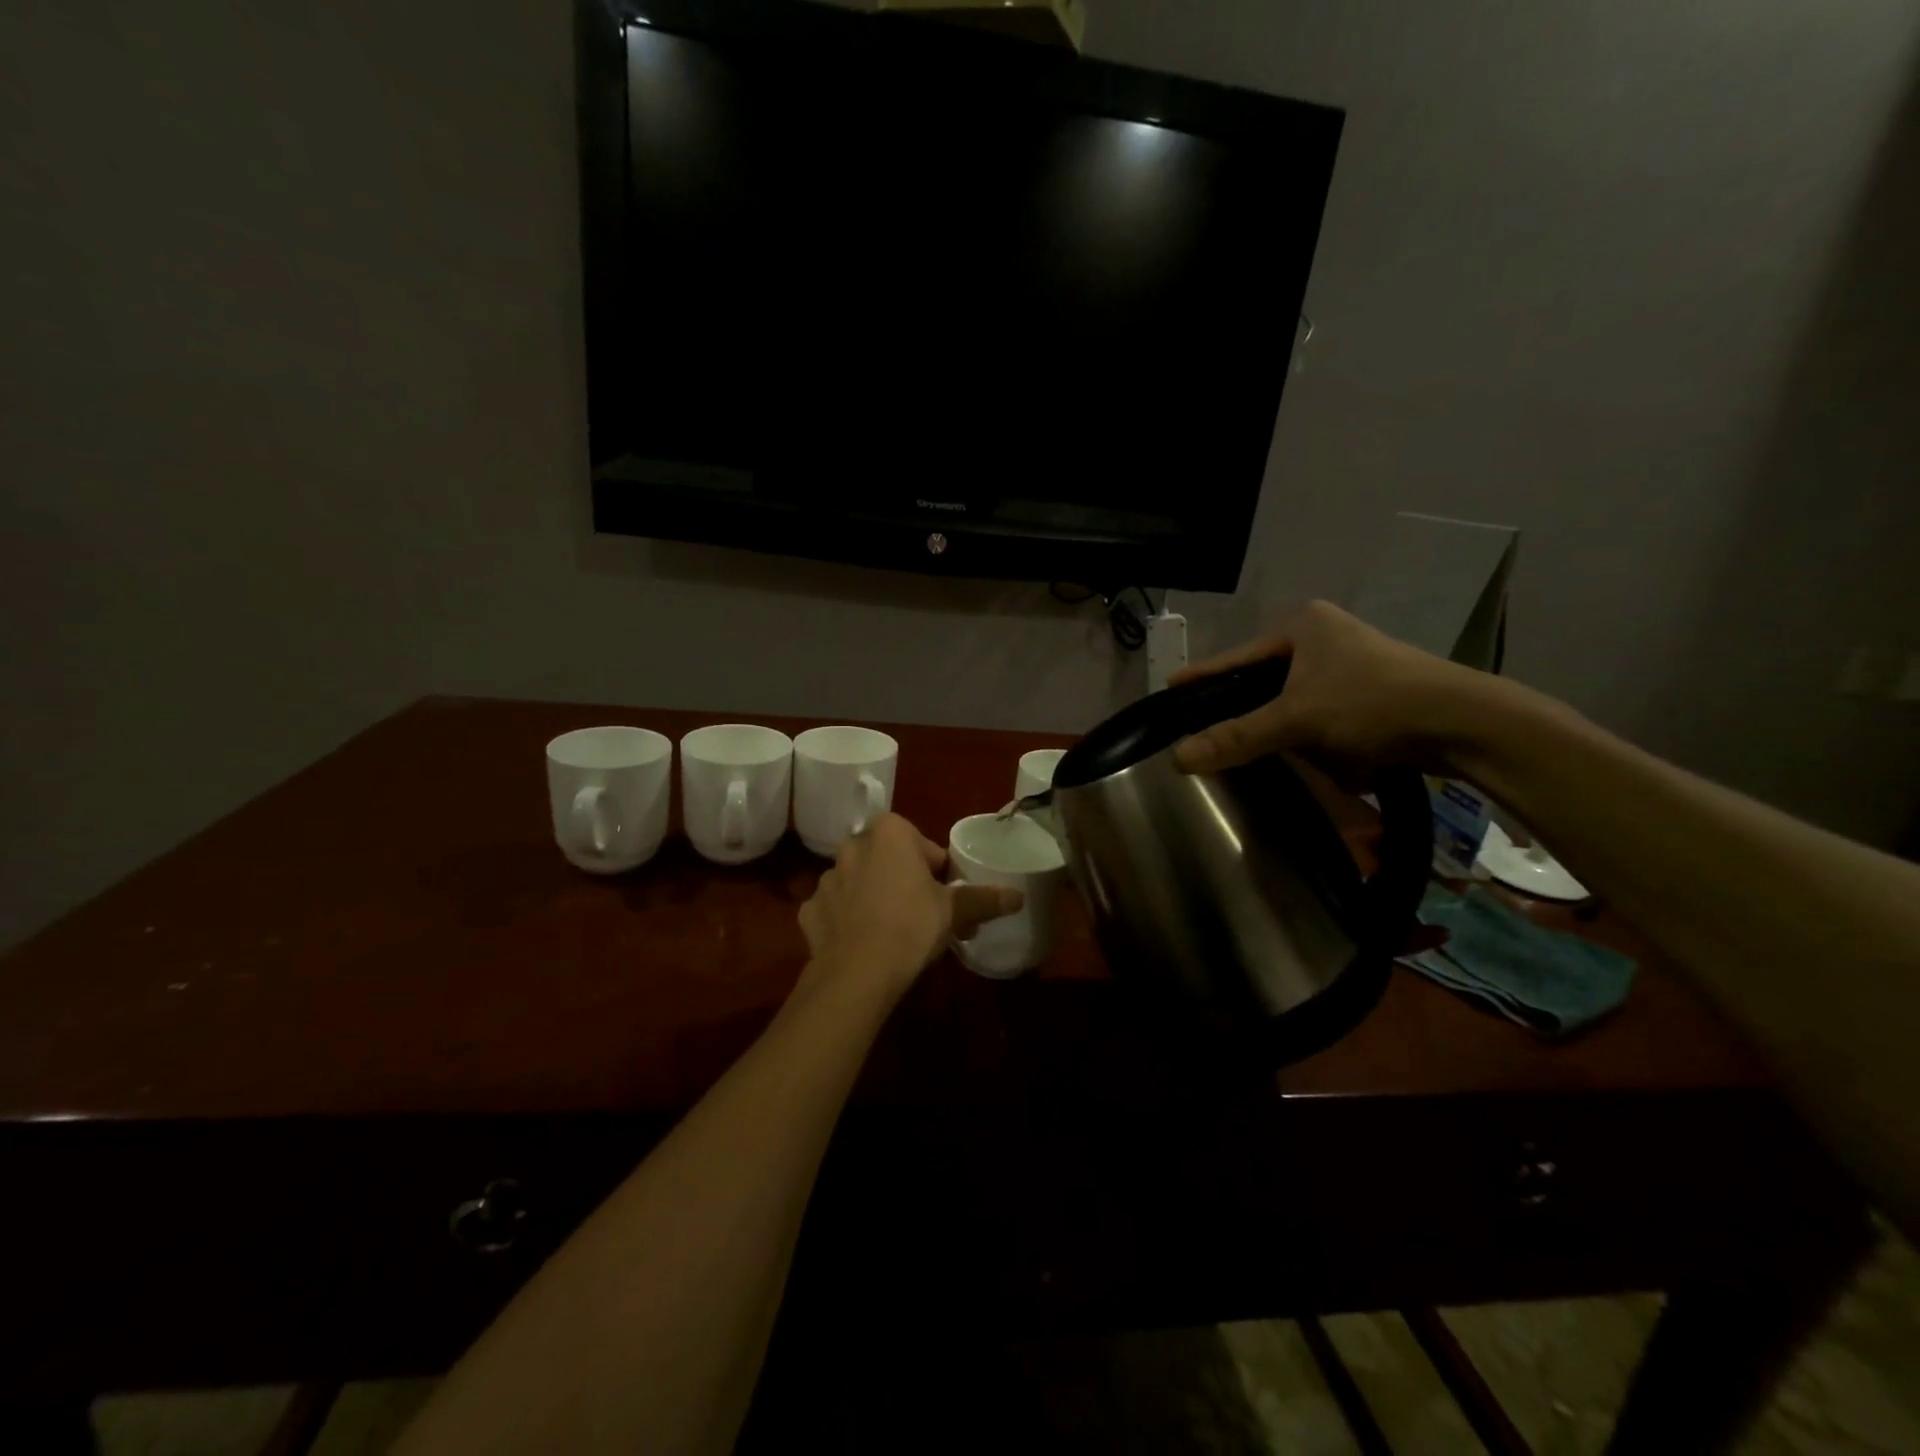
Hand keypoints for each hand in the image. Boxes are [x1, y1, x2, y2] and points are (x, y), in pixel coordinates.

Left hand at [797, 814, 1022, 999]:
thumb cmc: (911, 926)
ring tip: (891, 933)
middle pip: (887, 860)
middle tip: (922, 914)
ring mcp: (826, 879)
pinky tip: (861, 944)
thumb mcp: (955, 911)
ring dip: (872, 898)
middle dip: (902, 880)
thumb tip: (1017, 897)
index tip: (944, 896)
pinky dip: (845, 921)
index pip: (921, 844)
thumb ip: (983, 899)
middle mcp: (852, 846)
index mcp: (889, 833)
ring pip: (858, 883)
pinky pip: (834, 910)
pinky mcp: (809, 911)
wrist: (858, 972)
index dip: (936, 870)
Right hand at [1171, 600, 1483, 782]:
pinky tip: (1304, 754)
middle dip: (1245, 707)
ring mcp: (1351, 663)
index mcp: (1303, 625)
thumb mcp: (1296, 719)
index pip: (1235, 656)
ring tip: (1257, 748)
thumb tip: (1177, 759)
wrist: (1464, 723)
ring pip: (1293, 698)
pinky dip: (1311, 734)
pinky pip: (1321, 712)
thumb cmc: (1372, 703)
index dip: (1202, 677)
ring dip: (1281, 725)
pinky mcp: (1371, 691)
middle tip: (1209, 729)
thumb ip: (1237, 737)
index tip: (1169, 689)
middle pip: (1263, 679)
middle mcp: (1325, 636)